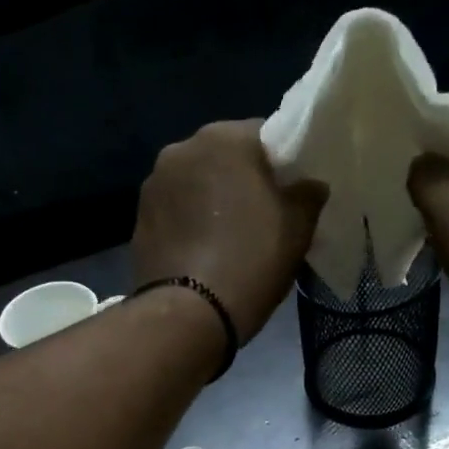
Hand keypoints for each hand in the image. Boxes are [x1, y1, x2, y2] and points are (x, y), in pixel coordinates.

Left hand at [132, 121, 328, 342]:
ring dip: (211, 199)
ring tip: (228, 235)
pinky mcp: (138, 218)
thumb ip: (308, 195)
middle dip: (242, 178)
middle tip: (261, 213)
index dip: (282, 163)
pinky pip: (175, 210)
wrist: (188, 313)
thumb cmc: (250, 260)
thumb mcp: (297, 228)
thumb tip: (309, 185)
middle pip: (224, 156)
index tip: (290, 191)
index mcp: (224, 138)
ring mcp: (154, 183)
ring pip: (195, 182)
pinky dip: (189, 221)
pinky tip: (202, 249)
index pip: (264, 134)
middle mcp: (182, 149)